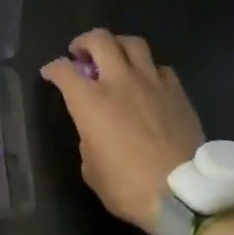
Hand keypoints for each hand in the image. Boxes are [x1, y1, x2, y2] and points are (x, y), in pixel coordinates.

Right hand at [41, 29, 204, 234]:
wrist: (183, 195)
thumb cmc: (128, 187)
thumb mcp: (91, 169)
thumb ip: (88, 139)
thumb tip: (94, 130)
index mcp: (89, 101)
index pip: (63, 69)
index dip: (52, 69)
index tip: (50, 75)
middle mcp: (119, 81)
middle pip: (99, 40)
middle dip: (84, 42)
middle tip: (81, 55)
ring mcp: (151, 82)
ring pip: (132, 43)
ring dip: (118, 46)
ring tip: (115, 58)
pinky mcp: (177, 92)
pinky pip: (160, 67)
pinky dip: (148, 69)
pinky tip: (147, 82)